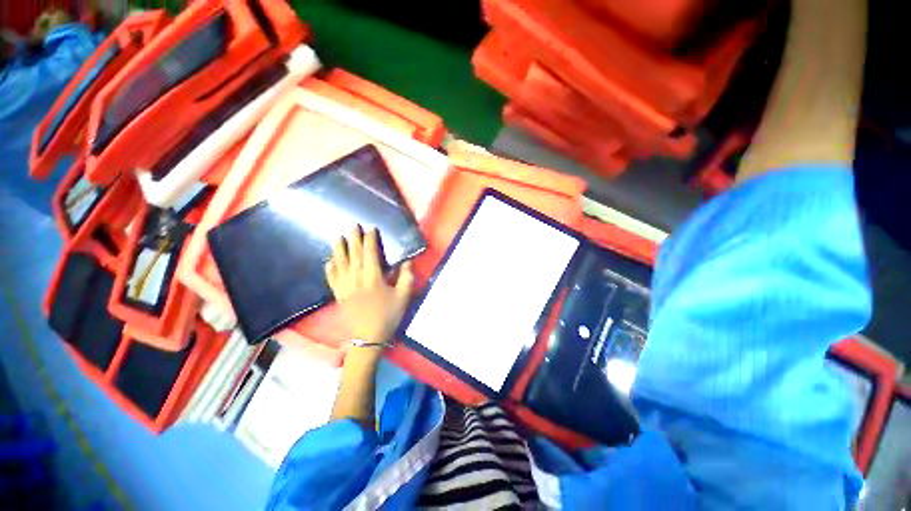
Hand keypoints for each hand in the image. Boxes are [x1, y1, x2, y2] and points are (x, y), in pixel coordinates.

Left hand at [326, 226, 414, 344]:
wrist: (368, 338)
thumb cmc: (388, 316)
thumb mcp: (403, 297)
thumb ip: (407, 277)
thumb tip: (407, 261)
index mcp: (373, 277)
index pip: (370, 253)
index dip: (370, 240)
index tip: (370, 228)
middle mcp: (356, 278)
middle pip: (353, 254)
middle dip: (353, 239)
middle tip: (353, 226)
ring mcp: (344, 286)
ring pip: (340, 263)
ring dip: (339, 249)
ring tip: (338, 237)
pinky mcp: (338, 295)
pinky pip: (331, 278)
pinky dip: (330, 267)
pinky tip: (329, 260)